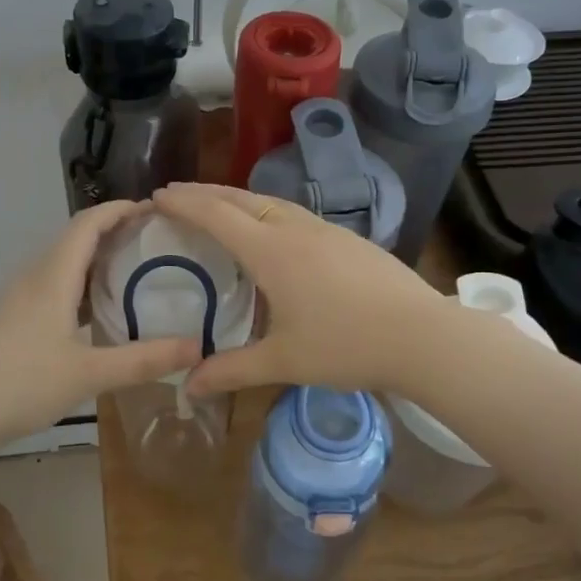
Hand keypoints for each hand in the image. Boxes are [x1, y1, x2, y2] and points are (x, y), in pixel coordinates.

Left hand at [0, 201, 201, 445]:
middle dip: (114, 229)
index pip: (87, 224)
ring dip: (98, 256)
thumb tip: (199, 347)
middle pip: (76, 238)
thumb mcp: (90, 374)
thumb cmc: (23, 384)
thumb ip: (144, 360)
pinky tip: (100, 307)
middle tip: (156, 238)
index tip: (155, 208)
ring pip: (64, 262)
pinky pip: (55, 284)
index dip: (119, 209)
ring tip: (136, 267)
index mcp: (52, 278)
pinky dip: (83, 282)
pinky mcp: (15, 318)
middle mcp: (35, 278)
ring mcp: (21, 298)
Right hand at [153, 183, 446, 397]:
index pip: (216, 215)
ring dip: (237, 199)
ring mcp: (326, 230)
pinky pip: (294, 214)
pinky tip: (271, 232)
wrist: (423, 336)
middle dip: (205, 193)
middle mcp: (296, 229)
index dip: (184, 203)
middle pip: (241, 199)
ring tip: (218, 207)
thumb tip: (187, 387)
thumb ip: (231, 371)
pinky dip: (266, 212)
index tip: (157, 194)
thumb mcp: (282, 361)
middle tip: (177, 193)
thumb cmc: (346, 346)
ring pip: (271, 203)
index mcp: (272, 251)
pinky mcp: (348, 239)